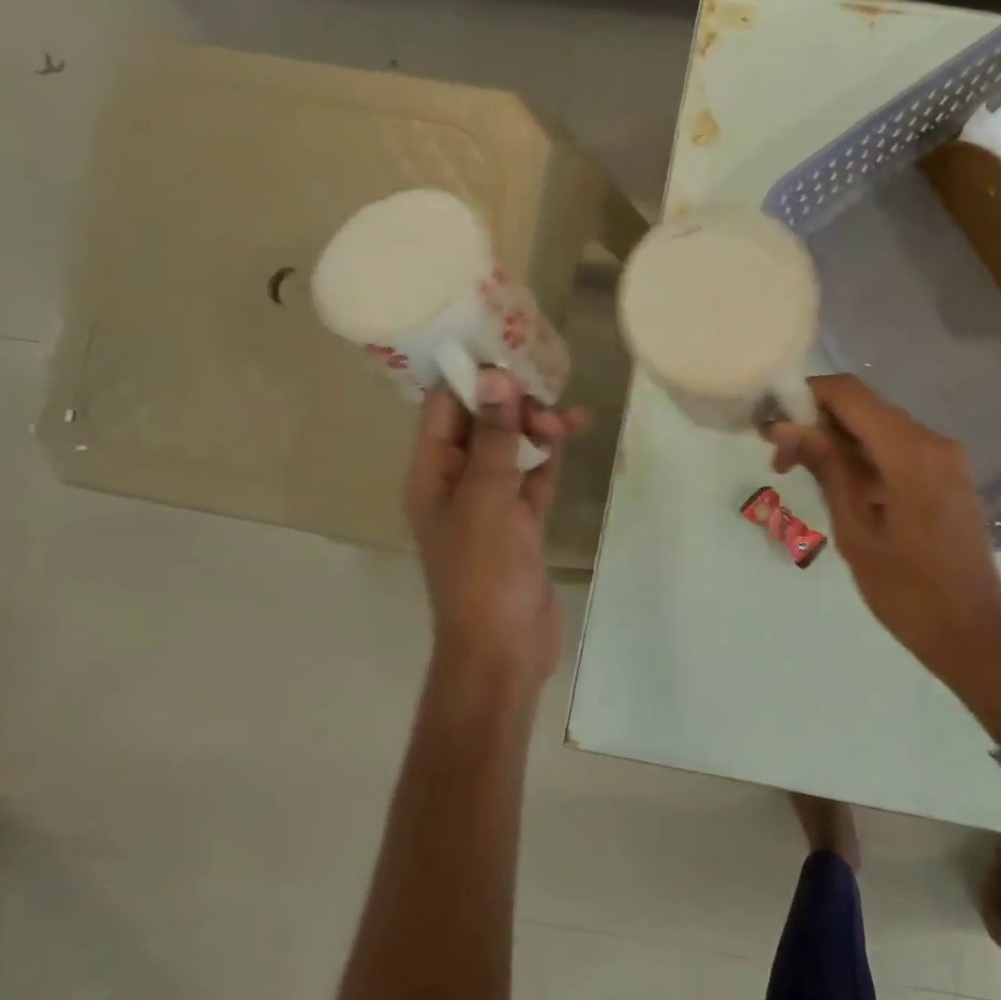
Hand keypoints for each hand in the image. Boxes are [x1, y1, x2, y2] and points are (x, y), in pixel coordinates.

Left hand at [404, 371, 586, 698]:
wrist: (502, 650)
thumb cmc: (484, 573)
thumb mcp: (486, 499)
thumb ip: (492, 437)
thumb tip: (495, 375)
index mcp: (430, 474)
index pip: (442, 408)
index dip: (470, 376)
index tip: (508, 349)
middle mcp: (455, 483)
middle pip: (479, 424)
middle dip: (512, 405)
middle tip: (548, 405)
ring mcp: (489, 505)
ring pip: (510, 450)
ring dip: (536, 430)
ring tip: (571, 421)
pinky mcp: (520, 525)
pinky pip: (532, 479)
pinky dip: (548, 459)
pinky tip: (569, 439)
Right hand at [766, 376, 1000, 732]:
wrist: (973, 636)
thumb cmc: (908, 592)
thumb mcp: (855, 529)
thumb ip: (825, 468)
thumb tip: (784, 426)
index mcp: (912, 452)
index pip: (849, 394)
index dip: (805, 397)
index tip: (770, 423)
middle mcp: (934, 442)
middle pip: (866, 408)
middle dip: (818, 423)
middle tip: (779, 458)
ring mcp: (947, 460)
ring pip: (881, 429)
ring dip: (840, 442)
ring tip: (801, 474)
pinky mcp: (949, 478)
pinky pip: (900, 451)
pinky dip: (865, 458)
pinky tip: (840, 486)